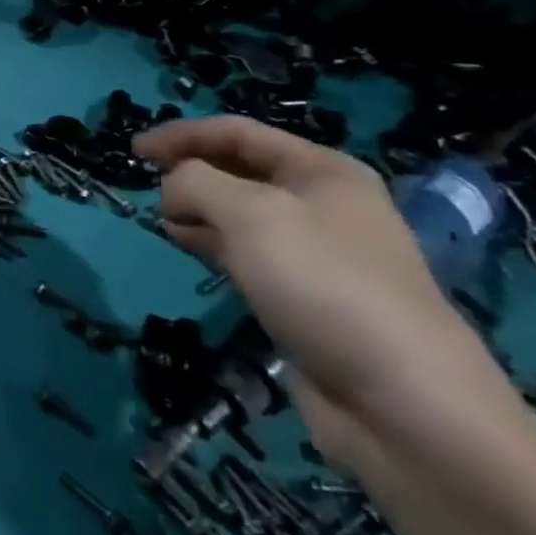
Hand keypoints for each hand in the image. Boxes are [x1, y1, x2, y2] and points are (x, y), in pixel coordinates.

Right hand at [134, 116, 511, 465]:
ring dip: (197, 208)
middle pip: (239, 169)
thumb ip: (196, 182)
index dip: (182, 134)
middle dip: (190, 170)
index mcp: (322, 170)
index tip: (134, 149)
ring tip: (162, 219)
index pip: (238, 132)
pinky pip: (245, 252)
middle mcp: (321, 203)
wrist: (401, 402)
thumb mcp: (250, 214)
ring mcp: (314, 252)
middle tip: (145, 184)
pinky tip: (186, 247)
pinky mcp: (302, 296)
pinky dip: (211, 242)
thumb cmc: (324, 283)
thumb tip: (173, 189)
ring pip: (239, 213)